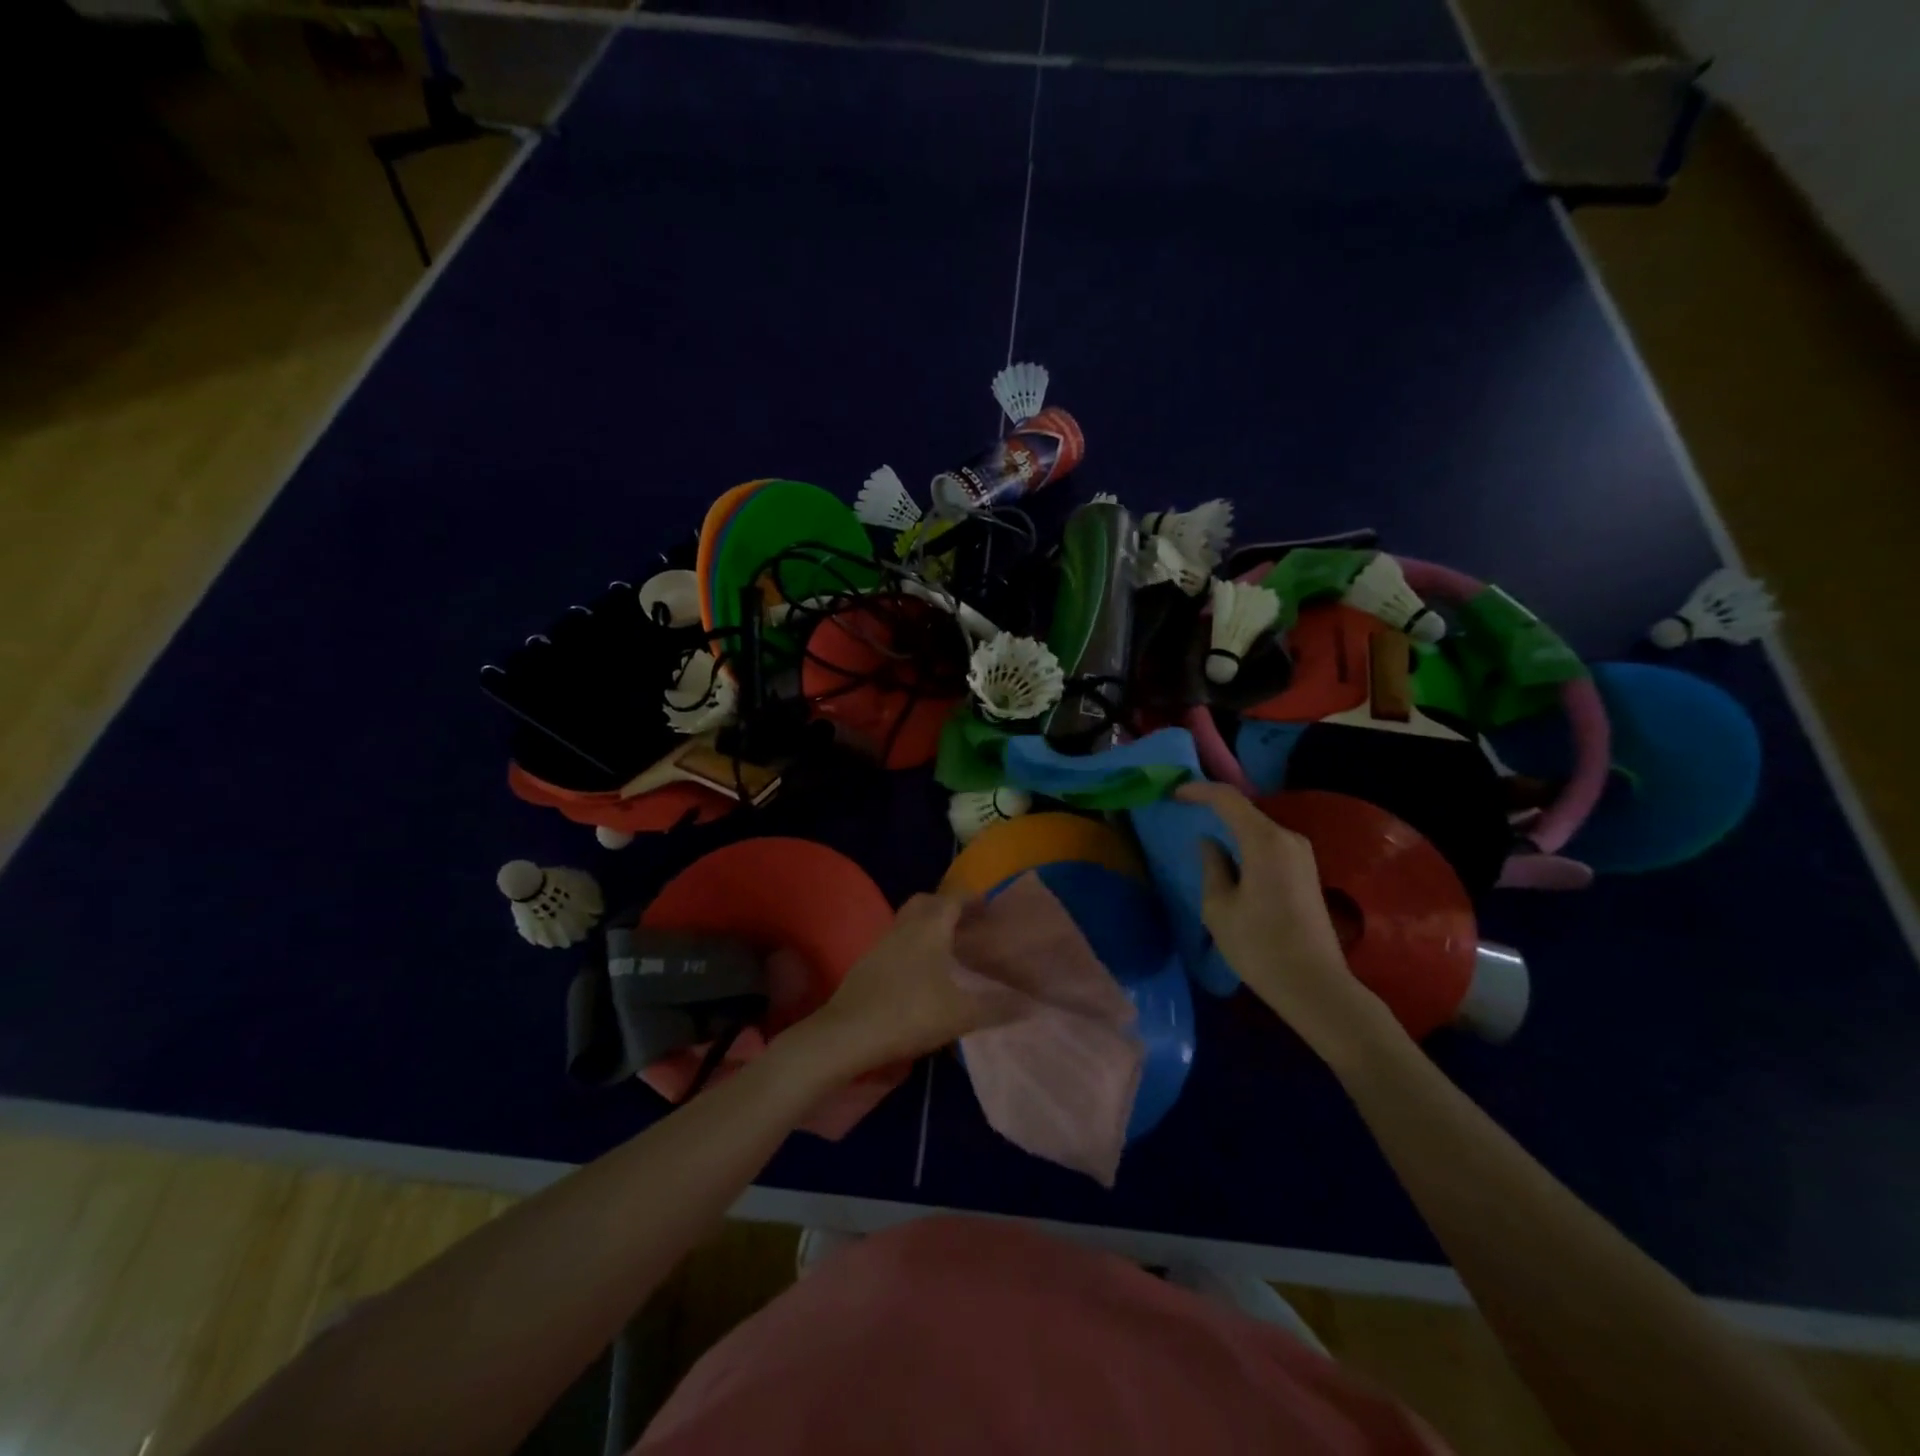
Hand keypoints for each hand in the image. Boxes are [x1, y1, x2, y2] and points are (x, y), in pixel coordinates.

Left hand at [802, 892, 1021, 1078]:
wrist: (847, 1034)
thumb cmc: (909, 1013)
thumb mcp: (961, 1014)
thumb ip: (998, 1007)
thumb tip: (1032, 1003)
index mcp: (929, 927)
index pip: (953, 899)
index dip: (973, 900)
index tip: (989, 907)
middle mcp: (904, 927)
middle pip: (926, 903)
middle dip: (947, 907)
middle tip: (968, 925)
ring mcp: (881, 944)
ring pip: (908, 922)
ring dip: (928, 927)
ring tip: (949, 949)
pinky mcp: (866, 964)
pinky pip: (896, 942)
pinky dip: (913, 946)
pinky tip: (922, 973)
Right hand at [1177, 781, 1400, 1060]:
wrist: (1315, 987)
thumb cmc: (1259, 946)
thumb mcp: (1219, 908)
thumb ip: (1211, 867)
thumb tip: (1210, 844)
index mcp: (1265, 840)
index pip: (1227, 799)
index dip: (1198, 791)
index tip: (1173, 794)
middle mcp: (1289, 839)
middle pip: (1245, 811)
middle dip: (1214, 808)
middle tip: (1184, 813)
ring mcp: (1302, 856)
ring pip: (1259, 829)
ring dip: (1231, 829)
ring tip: (1203, 837)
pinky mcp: (1307, 874)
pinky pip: (1270, 846)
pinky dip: (1247, 844)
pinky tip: (1231, 860)